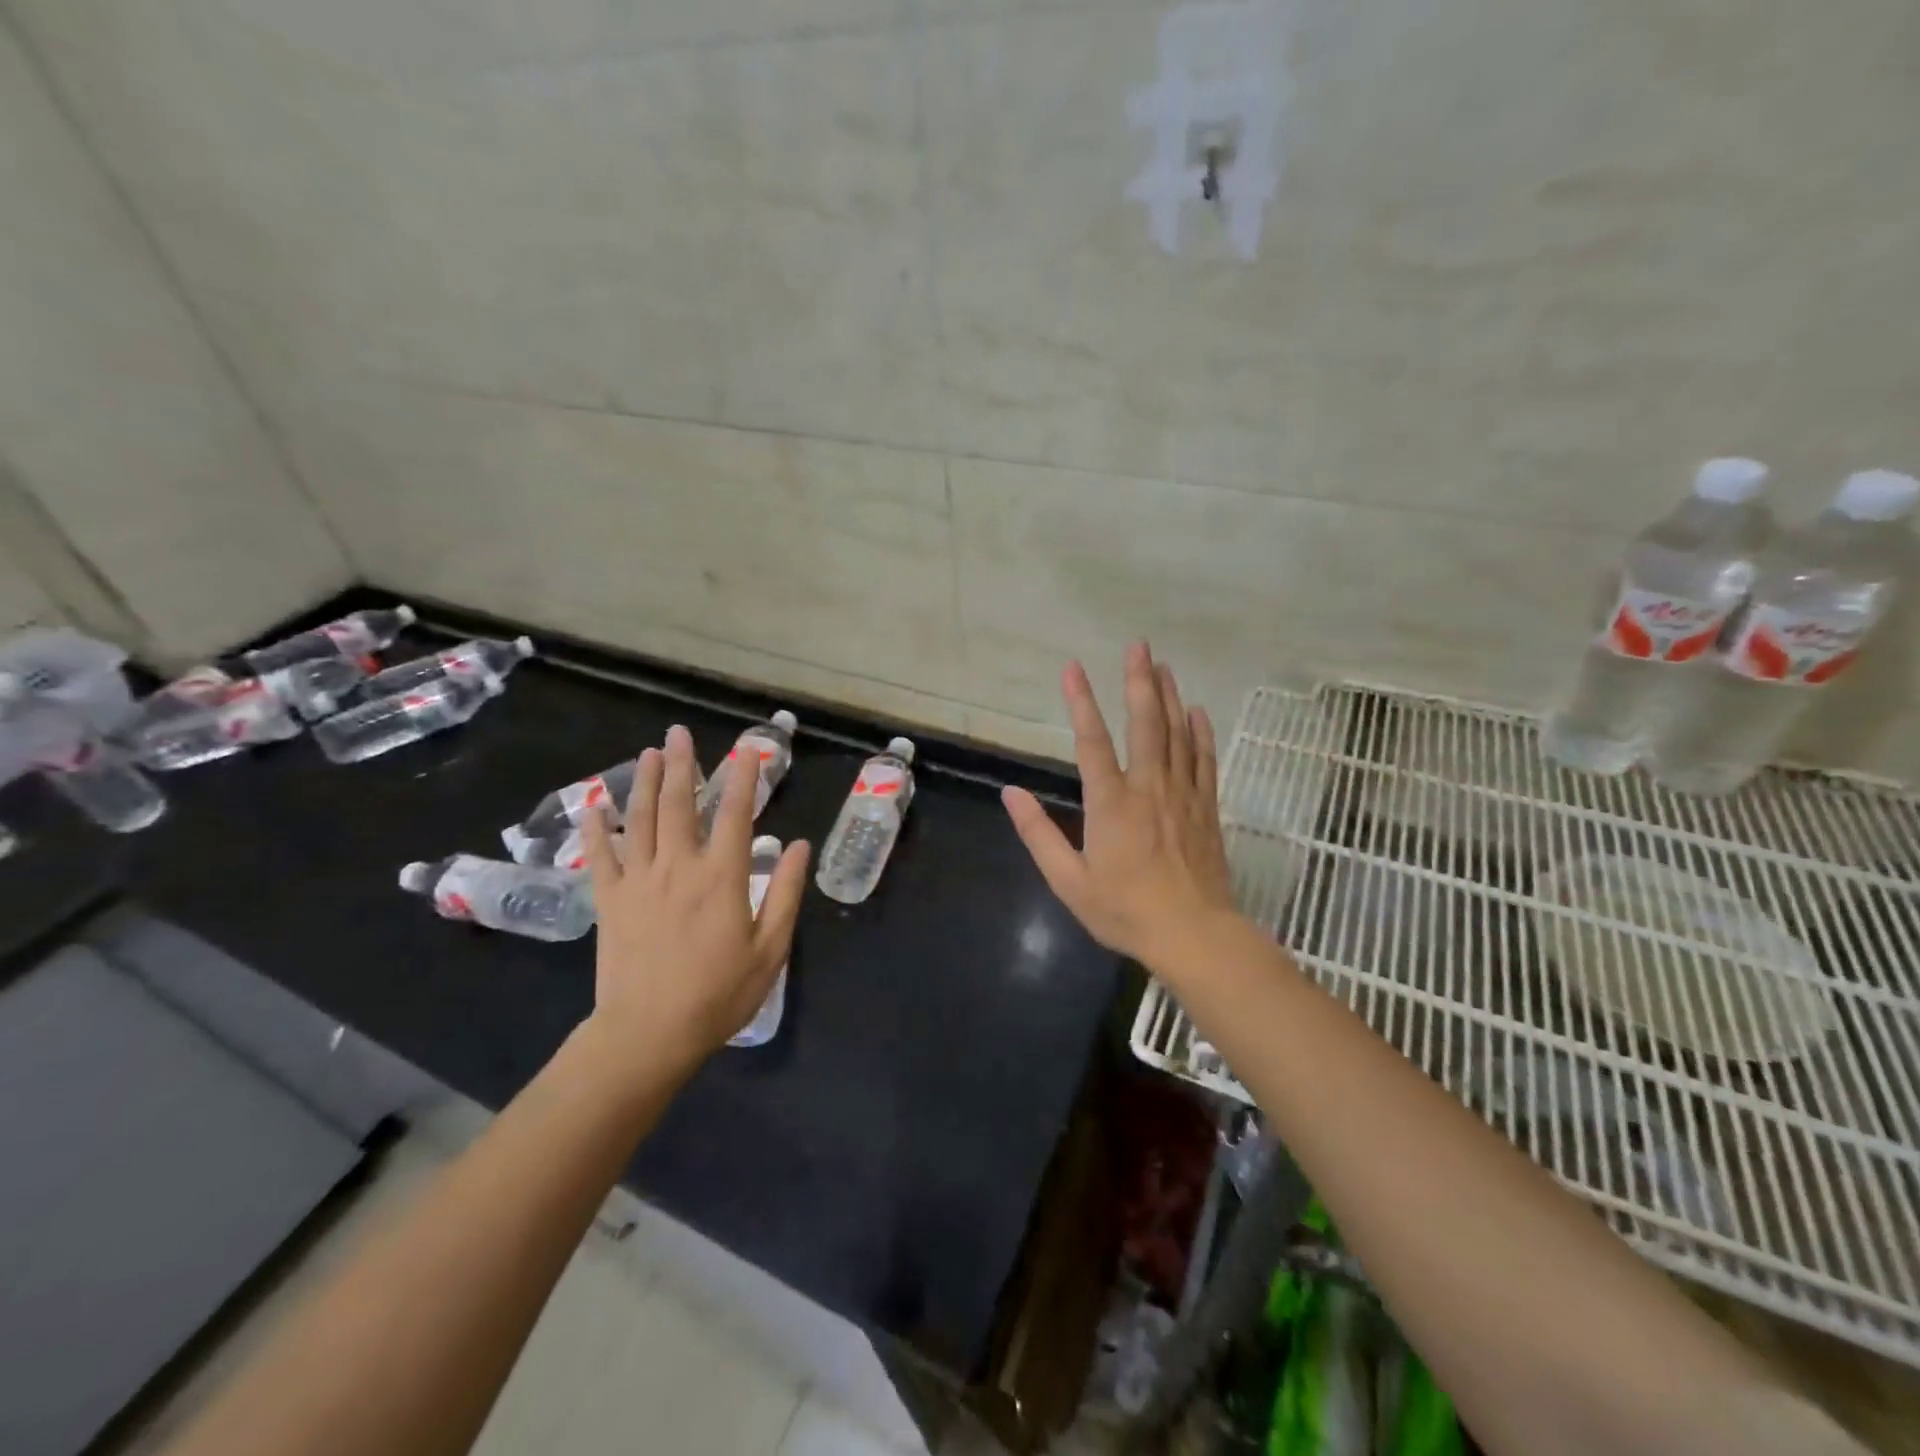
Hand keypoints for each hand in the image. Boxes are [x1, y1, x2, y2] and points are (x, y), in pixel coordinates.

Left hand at [581, 724, 809, 1081]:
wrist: (649, 1033)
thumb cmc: (719, 994)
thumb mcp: (770, 949)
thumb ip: (786, 893)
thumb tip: (799, 846)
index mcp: (722, 877)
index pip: (736, 815)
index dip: (744, 779)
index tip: (747, 750)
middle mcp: (679, 866)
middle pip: (680, 805)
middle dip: (682, 765)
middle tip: (678, 733)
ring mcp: (639, 881)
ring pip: (640, 820)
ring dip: (646, 783)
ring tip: (649, 753)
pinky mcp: (609, 900)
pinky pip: (600, 855)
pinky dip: (596, 828)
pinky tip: (594, 806)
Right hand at [1002, 644, 1236, 967]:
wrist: (1194, 934)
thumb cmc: (1125, 911)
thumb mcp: (1069, 881)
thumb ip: (1039, 834)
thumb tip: (1011, 794)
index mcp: (1111, 804)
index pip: (1091, 742)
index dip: (1081, 702)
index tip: (1073, 668)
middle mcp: (1148, 788)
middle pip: (1144, 724)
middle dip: (1139, 681)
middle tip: (1139, 646)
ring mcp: (1182, 795)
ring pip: (1177, 734)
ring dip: (1169, 697)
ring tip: (1164, 665)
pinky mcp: (1206, 808)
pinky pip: (1204, 760)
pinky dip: (1200, 733)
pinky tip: (1197, 711)